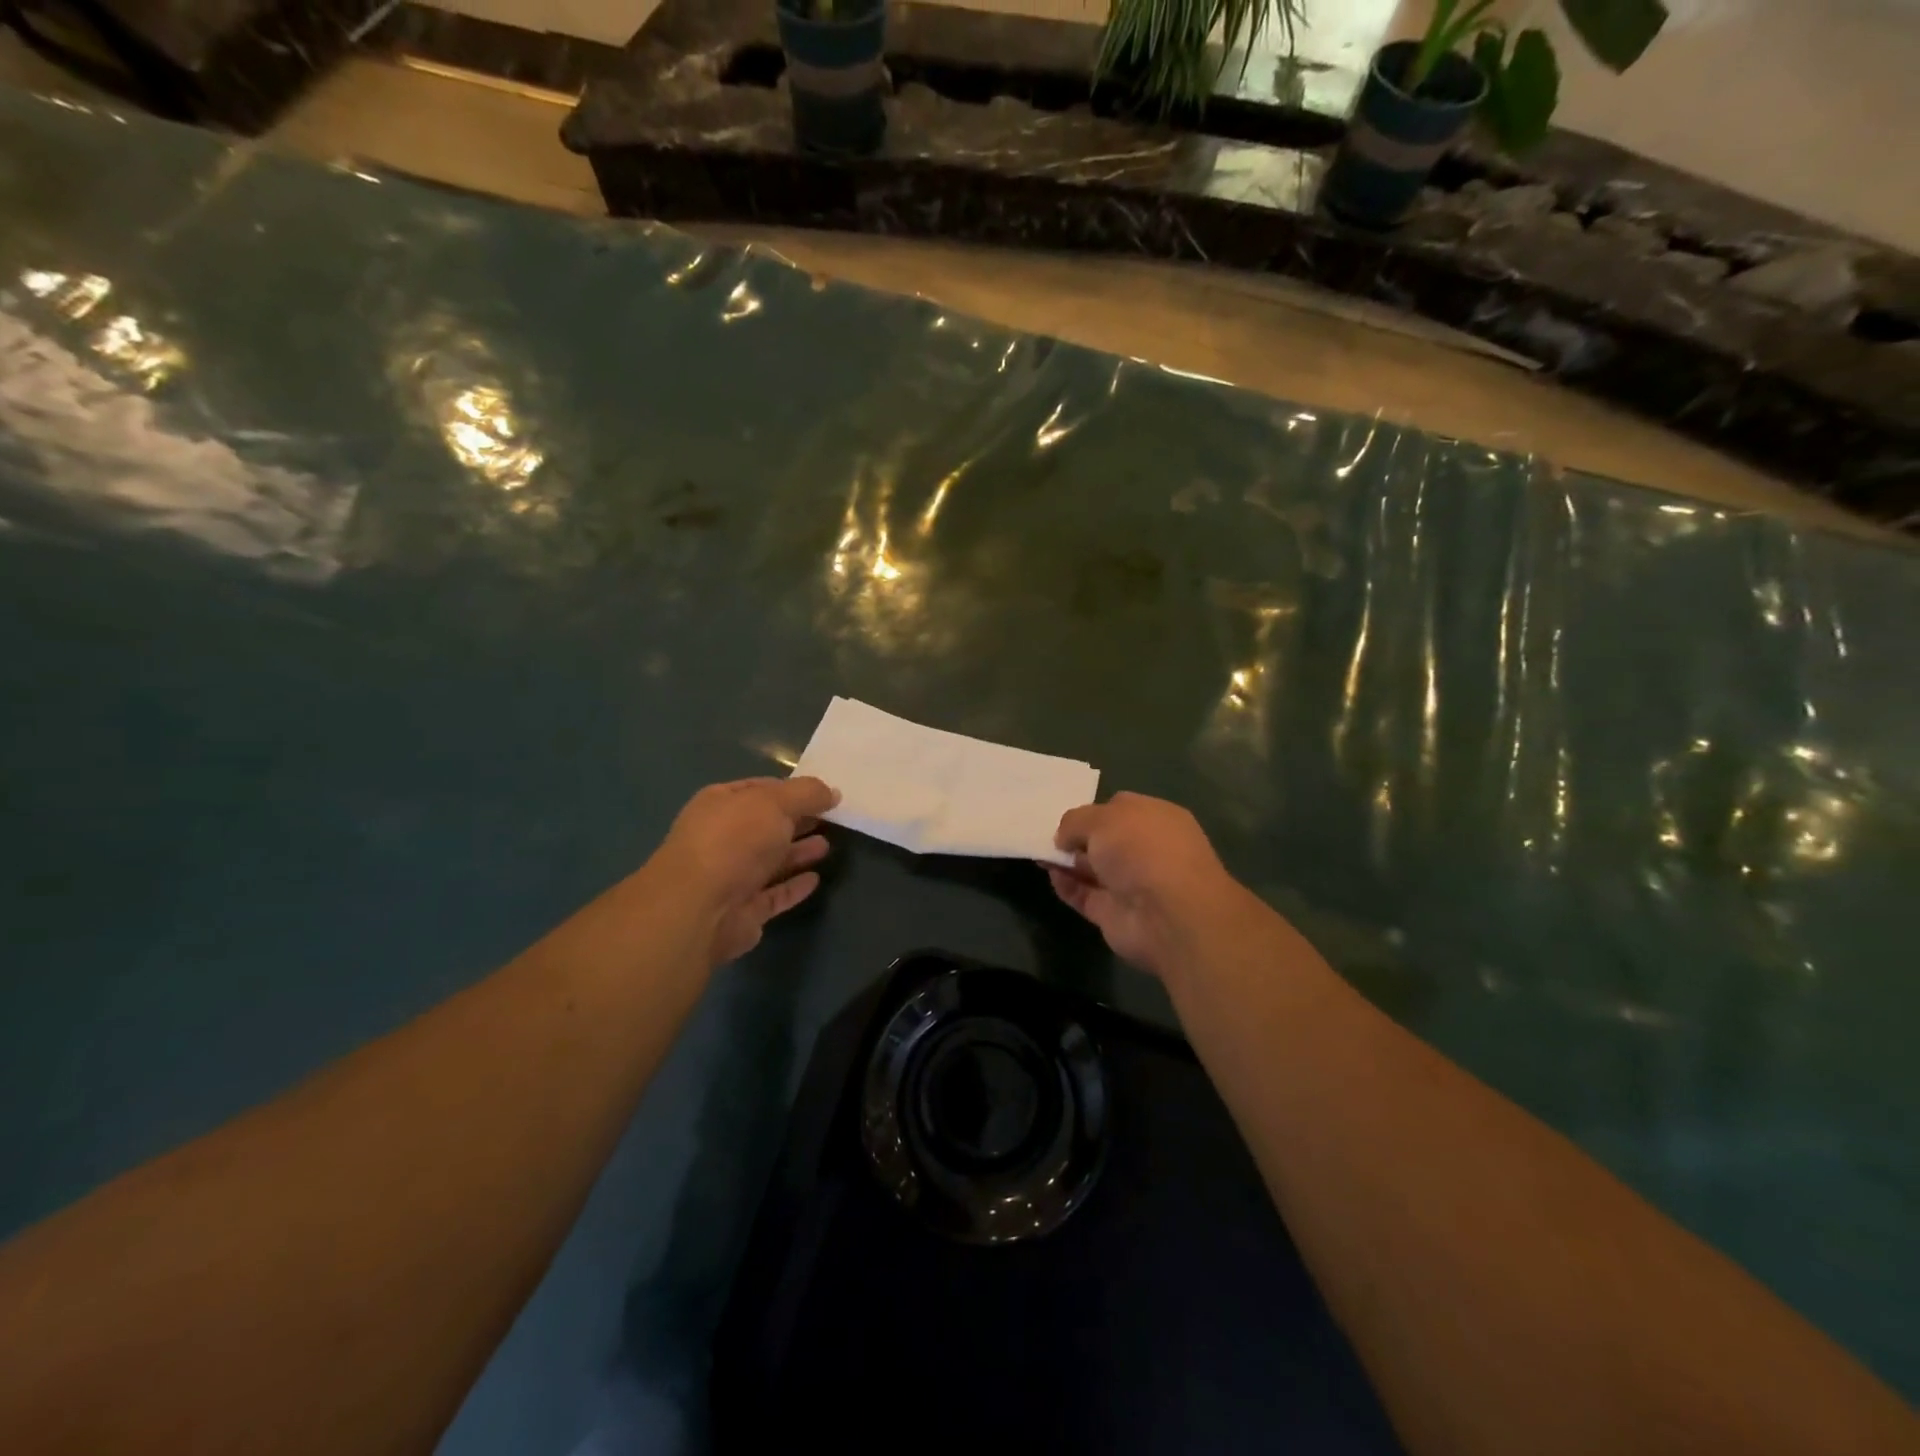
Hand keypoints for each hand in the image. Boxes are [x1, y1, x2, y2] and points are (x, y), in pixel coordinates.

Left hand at [656, 777, 838, 965]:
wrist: (700, 908)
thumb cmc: (734, 841)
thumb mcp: (775, 802)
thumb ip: (806, 794)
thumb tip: (832, 793)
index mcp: (720, 804)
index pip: (760, 789)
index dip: (791, 789)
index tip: (823, 793)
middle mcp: (722, 838)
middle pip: (766, 825)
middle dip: (796, 820)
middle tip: (831, 818)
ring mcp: (731, 876)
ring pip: (771, 861)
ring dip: (798, 852)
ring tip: (828, 845)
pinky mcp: (743, 911)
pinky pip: (774, 894)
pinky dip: (794, 886)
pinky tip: (816, 879)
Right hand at [1049, 792, 1249, 980]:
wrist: (1167, 915)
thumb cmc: (1142, 850)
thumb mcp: (1102, 818)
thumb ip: (1075, 821)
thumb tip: (1064, 838)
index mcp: (1156, 818)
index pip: (1121, 808)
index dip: (1093, 810)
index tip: (1067, 815)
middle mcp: (1147, 850)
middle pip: (1105, 840)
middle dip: (1077, 837)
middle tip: (1045, 834)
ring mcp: (1132, 884)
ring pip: (1093, 868)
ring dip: (1067, 861)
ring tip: (1038, 852)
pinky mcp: (1115, 913)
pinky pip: (1085, 895)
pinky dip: (1067, 885)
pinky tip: (1050, 874)